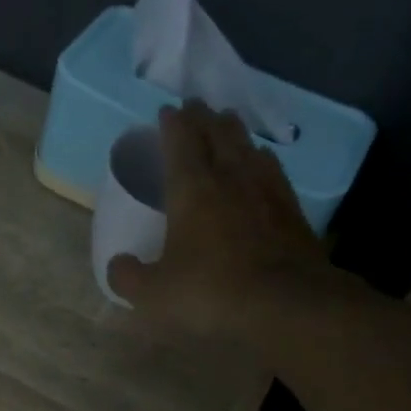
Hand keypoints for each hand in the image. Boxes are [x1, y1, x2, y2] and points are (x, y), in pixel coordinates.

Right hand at [107, 99, 328, 334]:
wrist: (286, 304)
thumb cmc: (212, 293)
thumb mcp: (155, 294)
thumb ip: (129, 278)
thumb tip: (118, 265)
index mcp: (192, 189)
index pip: (180, 141)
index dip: (172, 124)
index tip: (166, 111)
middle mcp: (230, 178)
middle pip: (217, 134)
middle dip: (203, 117)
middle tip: (196, 106)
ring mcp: (266, 190)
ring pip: (248, 146)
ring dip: (234, 131)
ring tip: (228, 123)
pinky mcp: (292, 210)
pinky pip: (273, 170)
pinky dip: (262, 158)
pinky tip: (263, 161)